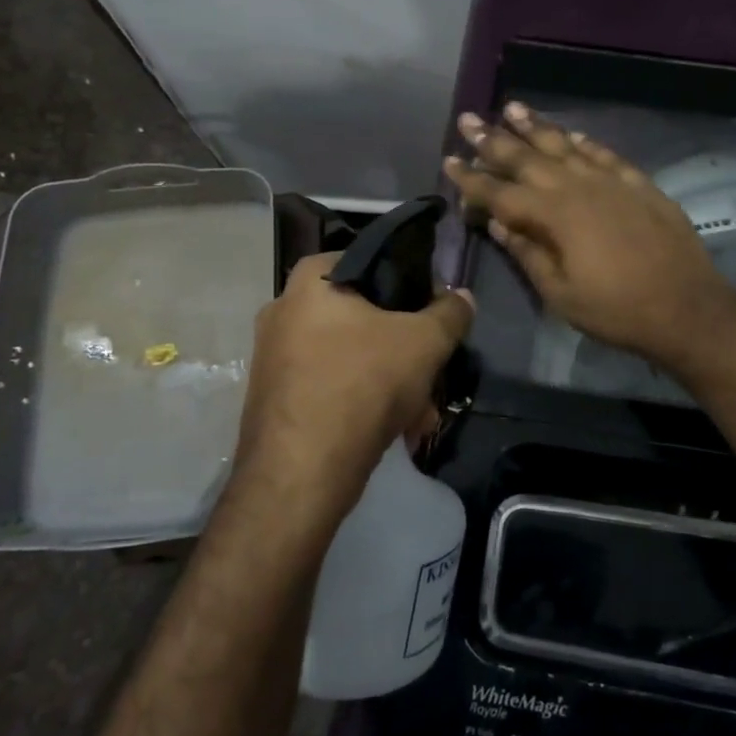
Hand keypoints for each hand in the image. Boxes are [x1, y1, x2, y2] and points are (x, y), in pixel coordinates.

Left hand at [232, 250, 474, 523]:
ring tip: (421, 415)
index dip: (410, 283)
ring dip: (391, 382)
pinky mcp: (275, 398)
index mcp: (310, 281)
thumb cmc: (362, 385)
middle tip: (432, 373)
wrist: (299, 474)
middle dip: (405, 349)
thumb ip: (450, 313)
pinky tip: (395, 431)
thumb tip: (462, 297)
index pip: (370, 261)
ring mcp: (273, 357)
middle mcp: (283, 310)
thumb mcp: (424, 342)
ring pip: (351, 357)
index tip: (434, 312)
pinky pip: (331, 386)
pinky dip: (363, 402)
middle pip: (364, 316)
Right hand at [443, 102, 734, 366]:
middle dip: (494, 139)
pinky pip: (604, 154)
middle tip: (469, 119)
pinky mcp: (639, 184)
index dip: (471, 178)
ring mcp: (611, 181)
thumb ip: (527, 253)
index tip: (449, 160)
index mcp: (553, 216)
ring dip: (536, 127)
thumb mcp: (560, 293)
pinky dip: (584, 141)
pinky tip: (571, 133)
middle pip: (527, 158)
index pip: (500, 192)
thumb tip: (498, 222)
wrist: (687, 307)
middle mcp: (578, 188)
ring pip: (565, 145)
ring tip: (512, 108)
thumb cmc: (616, 310)